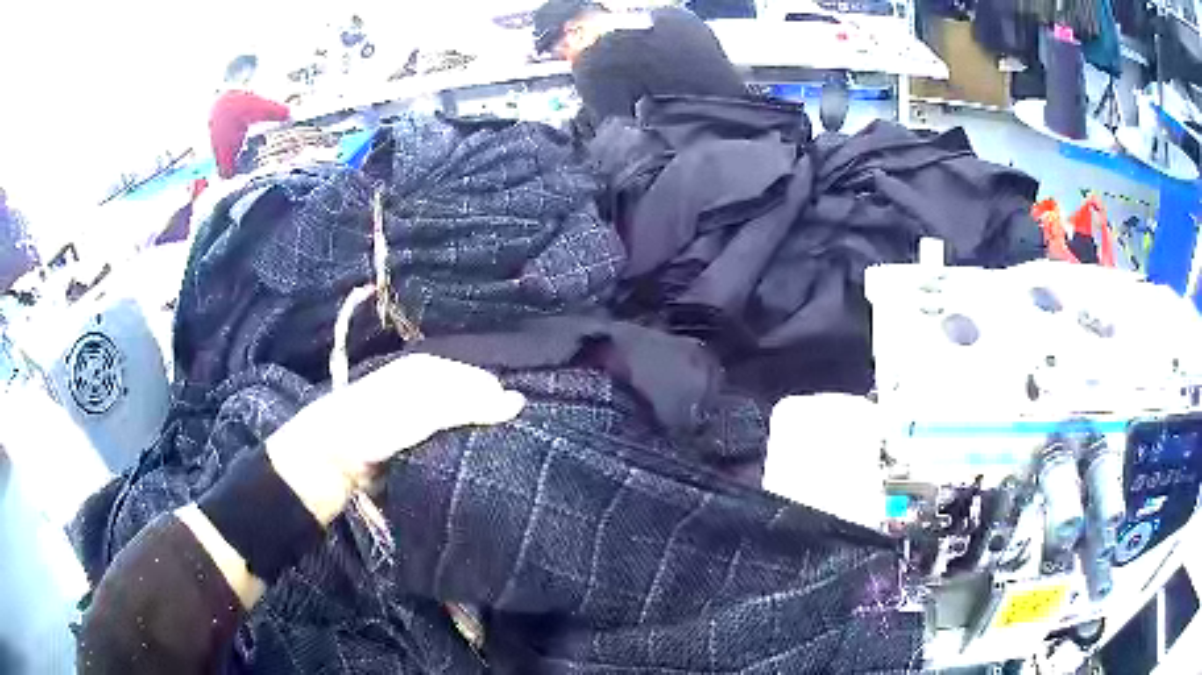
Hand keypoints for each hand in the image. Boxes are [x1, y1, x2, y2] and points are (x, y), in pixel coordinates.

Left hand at [267, 354, 524, 523]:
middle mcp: (425, 387)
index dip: (497, 403)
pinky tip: (468, 464)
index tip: (517, 429)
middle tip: (509, 446)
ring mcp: (418, 415)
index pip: (478, 381)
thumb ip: (470, 405)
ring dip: (474, 439)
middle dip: (487, 420)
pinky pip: (445, 443)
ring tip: (494, 457)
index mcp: (429, 370)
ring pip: (459, 424)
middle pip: (470, 401)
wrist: (332, 457)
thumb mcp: (425, 410)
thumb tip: (519, 402)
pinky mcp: (412, 441)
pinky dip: (458, 451)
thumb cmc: (376, 424)